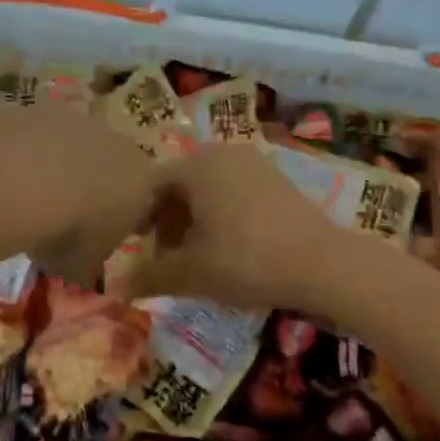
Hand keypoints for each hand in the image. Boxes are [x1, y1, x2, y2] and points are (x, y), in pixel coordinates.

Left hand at [0, 107, 159, 287]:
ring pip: (76, 144)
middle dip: (95, 186)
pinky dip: (30, 151)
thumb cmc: (70, 231)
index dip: (126, 219)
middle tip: (68, 214)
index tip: (104, 236)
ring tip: (31, 194)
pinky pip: (41, 134)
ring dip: (61, 165)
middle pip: (113, 165)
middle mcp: (119, 145)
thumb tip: (81, 267)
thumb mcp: (83, 265)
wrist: (27, 178)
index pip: (146, 201)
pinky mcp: (42, 109)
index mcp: (143, 183)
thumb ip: (88, 263)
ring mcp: (80, 120)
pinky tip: (8, 173)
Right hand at [127, 144, 349, 311]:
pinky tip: (233, 249)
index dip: (140, 220)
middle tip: (170, 258)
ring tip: (201, 257)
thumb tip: (116, 287)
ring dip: (196, 221)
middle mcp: (223, 153)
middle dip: (169, 222)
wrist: (323, 264)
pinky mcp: (277, 180)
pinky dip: (223, 216)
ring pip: (209, 189)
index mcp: (196, 166)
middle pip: (180, 186)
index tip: (143, 252)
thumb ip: (148, 277)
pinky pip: (235, 192)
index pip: (150, 186)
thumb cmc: (246, 261)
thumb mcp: (190, 274)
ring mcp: (254, 163)